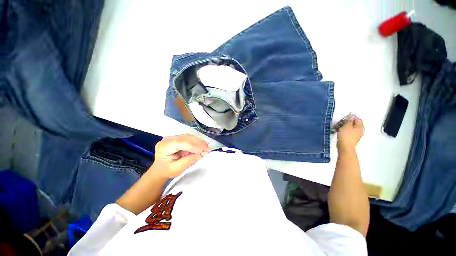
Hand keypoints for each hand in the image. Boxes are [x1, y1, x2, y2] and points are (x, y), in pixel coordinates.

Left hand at [152, 134, 209, 178]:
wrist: (160, 170)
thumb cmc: (167, 171)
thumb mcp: (178, 169)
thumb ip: (190, 160)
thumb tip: (203, 153)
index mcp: (164, 146)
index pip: (181, 142)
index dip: (194, 146)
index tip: (205, 151)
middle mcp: (168, 139)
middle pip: (186, 138)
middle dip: (198, 143)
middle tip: (208, 149)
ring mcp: (173, 137)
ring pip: (189, 136)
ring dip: (199, 142)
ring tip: (206, 148)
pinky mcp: (177, 138)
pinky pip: (189, 138)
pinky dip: (197, 142)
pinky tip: (202, 146)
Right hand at [337, 115, 363, 151]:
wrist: (344, 146)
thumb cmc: (346, 136)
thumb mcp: (346, 126)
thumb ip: (349, 120)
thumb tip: (351, 116)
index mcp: (360, 127)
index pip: (358, 119)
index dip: (351, 117)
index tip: (344, 118)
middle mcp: (360, 131)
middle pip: (354, 124)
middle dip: (347, 122)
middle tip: (341, 123)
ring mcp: (355, 135)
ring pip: (350, 128)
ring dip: (344, 127)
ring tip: (338, 127)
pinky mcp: (351, 138)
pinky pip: (348, 132)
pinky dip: (344, 131)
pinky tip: (339, 132)